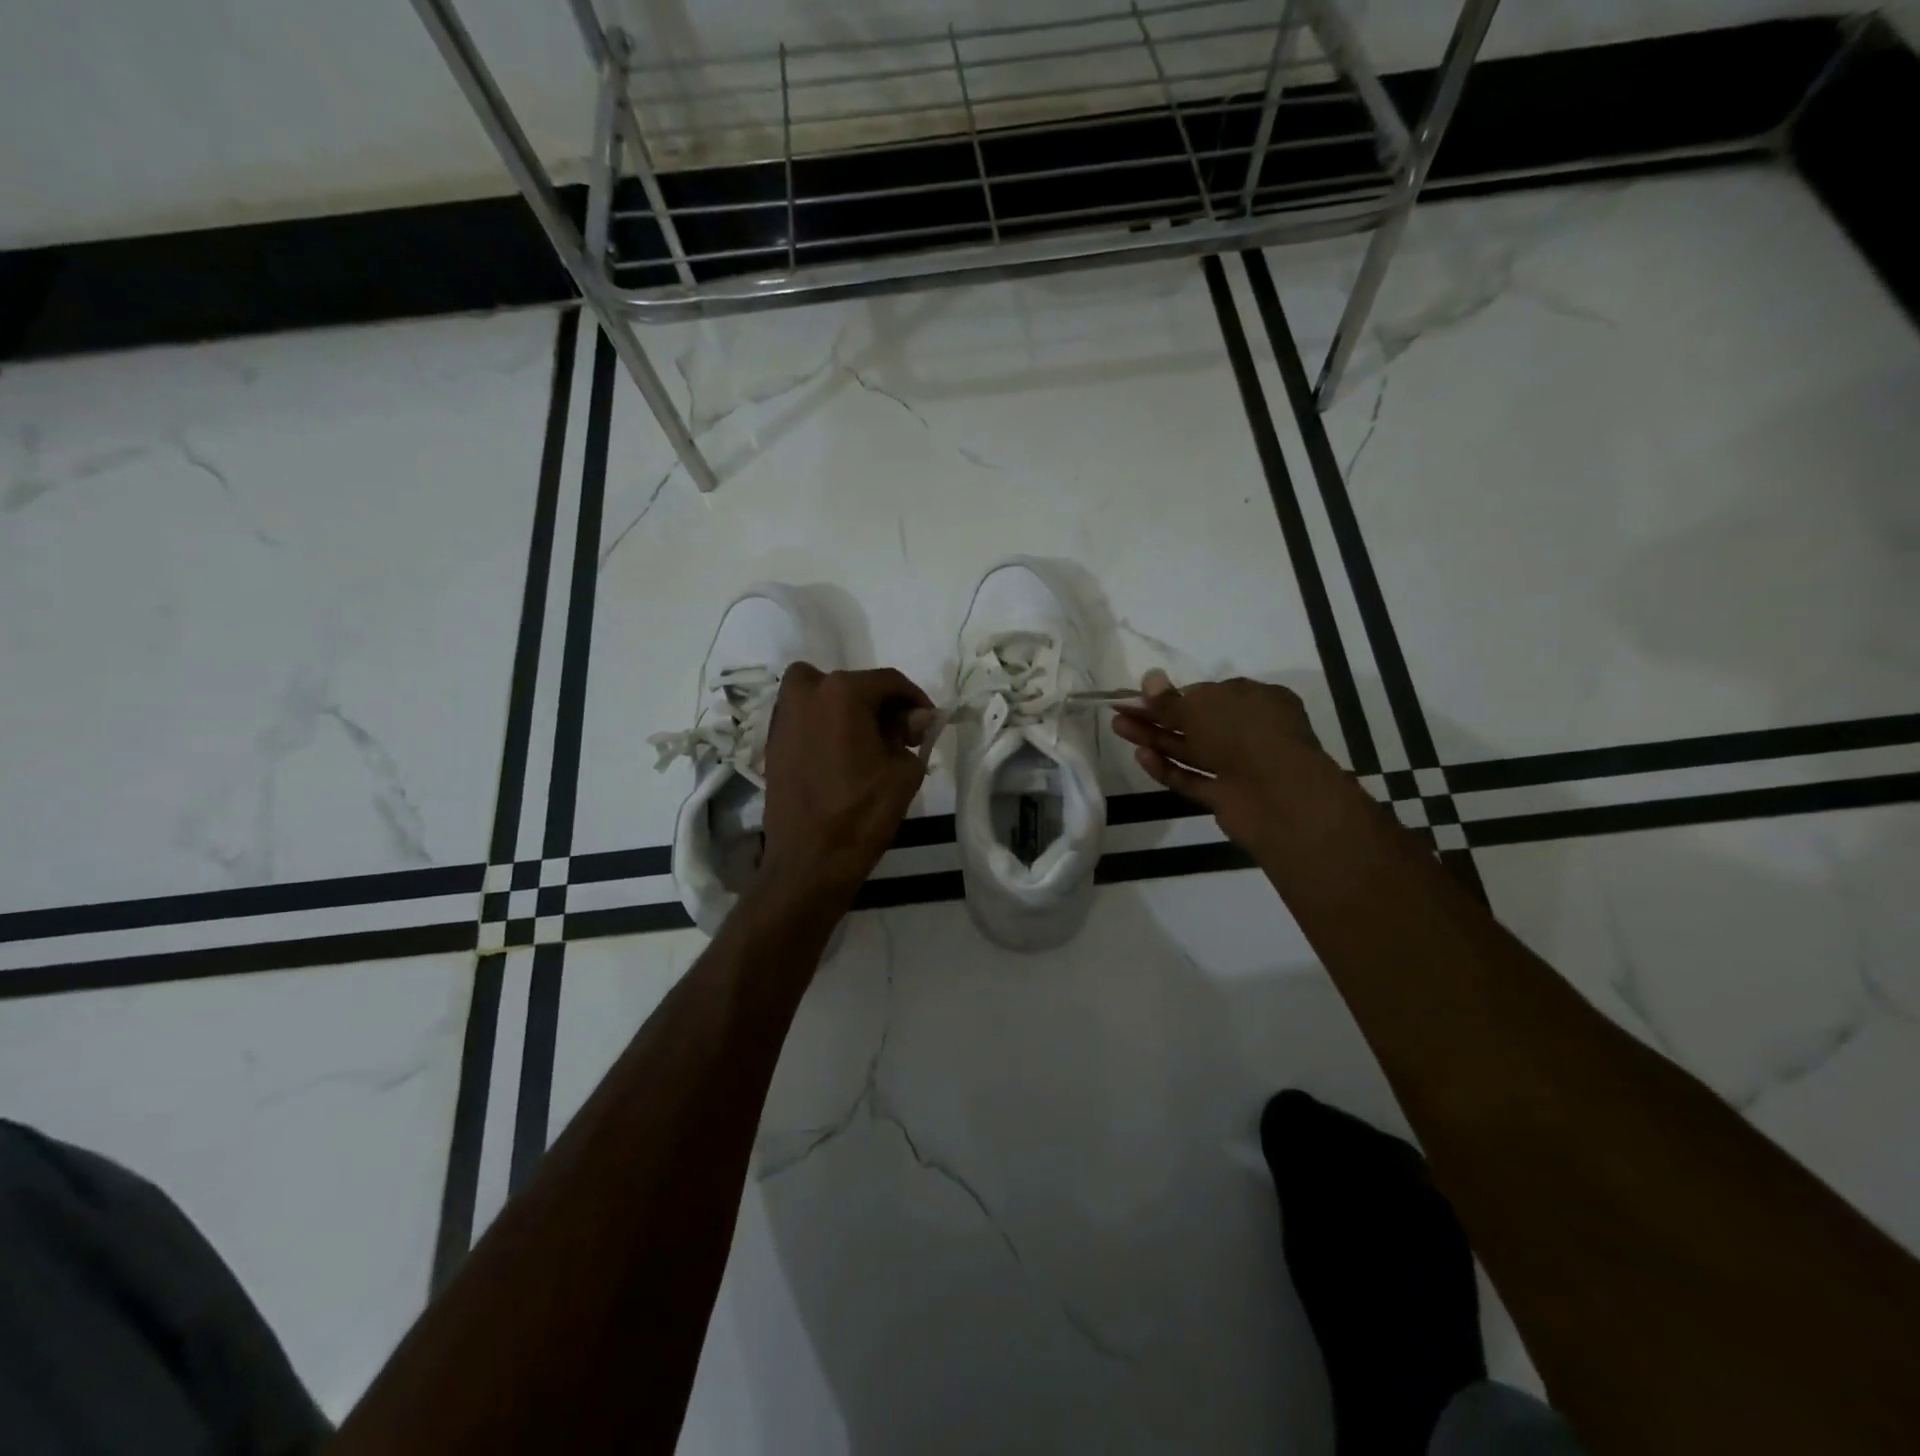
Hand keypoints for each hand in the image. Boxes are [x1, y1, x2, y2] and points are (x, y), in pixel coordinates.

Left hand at [758, 665, 933, 903]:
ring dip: (845, 708)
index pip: (889, 681)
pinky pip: (804, 719)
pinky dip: (824, 726)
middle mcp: (807, 694)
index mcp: (842, 692)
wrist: (808, 862)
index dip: (915, 699)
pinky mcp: (772, 744)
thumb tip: (915, 719)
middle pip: (852, 684)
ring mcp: (783, 719)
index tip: (928, 723)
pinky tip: (842, 757)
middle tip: (897, 734)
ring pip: (820, 694)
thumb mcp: (904, 771)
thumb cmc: (862, 813)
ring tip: (867, 743)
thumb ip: (911, 735)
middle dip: (879, 703)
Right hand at [1111, 669, 1341, 855]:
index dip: (1174, 695)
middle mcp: (1249, 731)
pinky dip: (1168, 769)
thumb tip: (1149, 678)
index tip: (1143, 696)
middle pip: (1195, 722)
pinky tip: (1141, 756)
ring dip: (1155, 739)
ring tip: (1119, 728)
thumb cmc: (1244, 734)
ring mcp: (1238, 767)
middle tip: (1120, 711)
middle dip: (1156, 716)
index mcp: (1256, 700)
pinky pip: (1193, 778)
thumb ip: (1170, 699)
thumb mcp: (1202, 708)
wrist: (1280, 797)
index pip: (1209, 694)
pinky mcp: (1226, 796)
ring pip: (1190, 750)